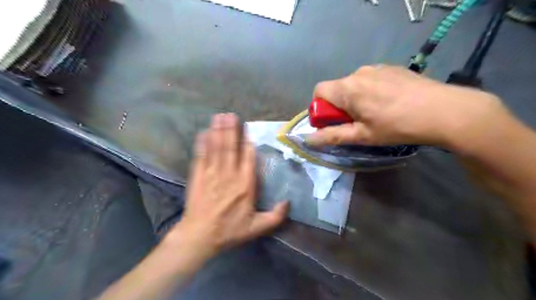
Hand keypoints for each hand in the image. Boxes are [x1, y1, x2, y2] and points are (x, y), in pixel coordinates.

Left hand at [167, 112, 289, 256]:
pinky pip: (201, 156)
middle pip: (231, 148)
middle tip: (231, 114)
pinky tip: (203, 132)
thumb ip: (275, 216)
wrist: (199, 236)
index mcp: (245, 185)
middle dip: (231, 130)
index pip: (248, 158)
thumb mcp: (256, 228)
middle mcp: (229, 175)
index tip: (247, 129)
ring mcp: (212, 174)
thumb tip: (288, 202)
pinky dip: (202, 144)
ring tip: (219, 117)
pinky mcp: (198, 176)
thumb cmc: (229, 230)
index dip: (248, 142)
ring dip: (218, 131)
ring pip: (216, 148)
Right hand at [308, 64, 507, 149]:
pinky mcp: (392, 68)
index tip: (333, 122)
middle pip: (337, 88)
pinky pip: (371, 79)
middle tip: (356, 123)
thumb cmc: (396, 126)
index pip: (318, 91)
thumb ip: (332, 136)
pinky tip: (389, 103)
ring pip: (354, 84)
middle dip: (339, 106)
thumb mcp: (362, 136)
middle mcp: (358, 73)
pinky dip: (371, 91)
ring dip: (355, 98)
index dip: (320, 108)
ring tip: (376, 113)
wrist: (444, 110)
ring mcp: (377, 68)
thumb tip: (308, 139)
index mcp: (347, 88)